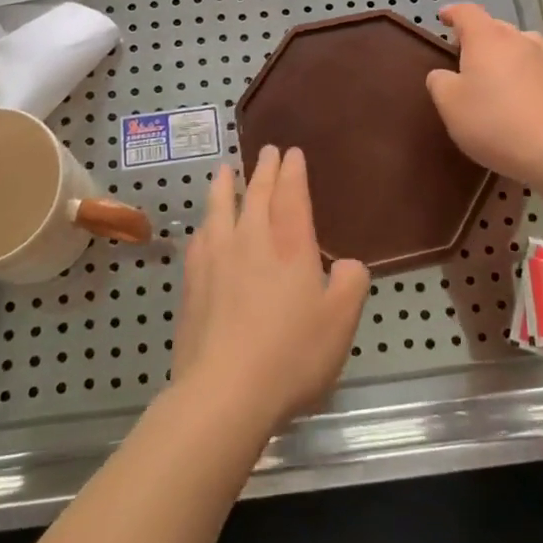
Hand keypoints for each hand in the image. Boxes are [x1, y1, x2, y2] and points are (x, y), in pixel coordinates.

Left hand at [171, 146, 369, 437]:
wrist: (224, 392)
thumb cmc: (291, 354)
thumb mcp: (340, 322)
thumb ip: (351, 284)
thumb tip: (348, 264)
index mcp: (289, 245)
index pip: (291, 195)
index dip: (293, 171)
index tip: (292, 152)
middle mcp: (250, 240)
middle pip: (257, 194)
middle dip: (264, 169)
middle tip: (267, 151)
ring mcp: (216, 259)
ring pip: (220, 208)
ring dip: (225, 185)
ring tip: (225, 170)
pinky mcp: (192, 283)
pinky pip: (199, 239)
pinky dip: (205, 224)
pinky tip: (203, 227)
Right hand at [425, 3, 542, 185]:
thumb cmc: (494, 122)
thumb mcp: (450, 104)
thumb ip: (439, 82)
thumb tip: (443, 74)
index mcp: (487, 38)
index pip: (466, 12)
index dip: (452, 13)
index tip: (442, 18)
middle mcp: (519, 39)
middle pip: (494, 27)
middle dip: (477, 37)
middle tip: (464, 57)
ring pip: (519, 45)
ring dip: (503, 54)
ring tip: (494, 76)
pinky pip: (536, 67)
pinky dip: (523, 73)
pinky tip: (519, 97)